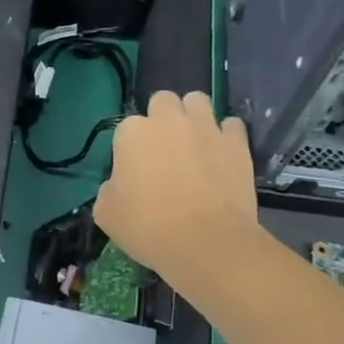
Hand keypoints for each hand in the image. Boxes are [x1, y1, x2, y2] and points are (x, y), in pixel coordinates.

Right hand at [94, 90, 260, 278]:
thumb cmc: (148, 228)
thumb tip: (121, 184)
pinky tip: (221, 154)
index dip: (130, 147)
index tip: (134, 170)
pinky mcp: (236, 142)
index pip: (126, 127)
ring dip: (193, 115)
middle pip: (163, 101)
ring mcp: (205, 127)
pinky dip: (225, 135)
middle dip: (162, 117)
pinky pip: (231, 125)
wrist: (206, 242)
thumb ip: (109, 188)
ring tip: (194, 141)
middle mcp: (168, 120)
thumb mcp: (106, 213)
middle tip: (164, 148)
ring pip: (197, 101)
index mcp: (132, 133)